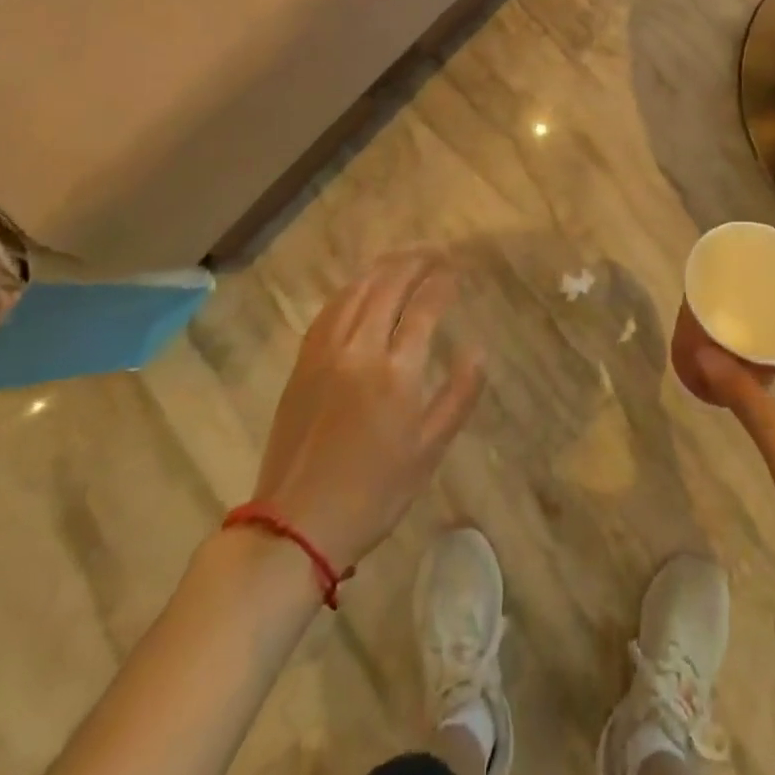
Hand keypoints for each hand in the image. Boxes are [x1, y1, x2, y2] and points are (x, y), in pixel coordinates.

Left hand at [251, 252, 484, 571]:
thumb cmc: (374, 493)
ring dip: (383, 267)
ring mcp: (326, 352)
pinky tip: (361, 284)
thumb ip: (458, 394)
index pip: (424, 308)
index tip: (457, 270)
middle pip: (389, 287)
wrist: (296, 524)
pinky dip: (351, 287)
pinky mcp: (303, 362)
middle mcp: (360, 350)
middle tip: (436, 251)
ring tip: (403, 256)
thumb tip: (478, 349)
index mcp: (396, 373)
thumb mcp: (429, 451)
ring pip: (356, 291)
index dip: (443, 283)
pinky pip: (329, 309)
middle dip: (415, 262)